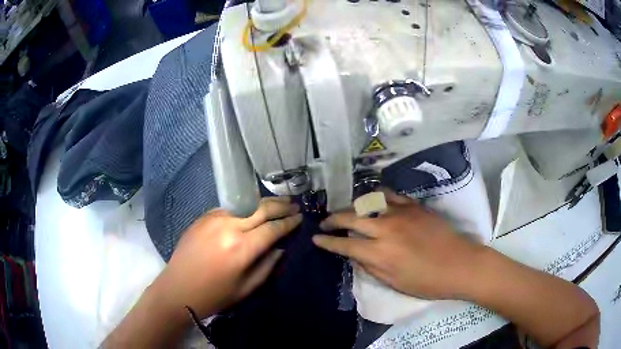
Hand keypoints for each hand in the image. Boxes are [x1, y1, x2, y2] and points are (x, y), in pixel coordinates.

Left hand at [156, 196, 301, 318]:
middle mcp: (229, 226)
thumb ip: (267, 265)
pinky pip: (230, 209)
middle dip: (281, 205)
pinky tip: (250, 212)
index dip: (289, 223)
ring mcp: (214, 218)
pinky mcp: (203, 217)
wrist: (178, 288)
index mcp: (241, 248)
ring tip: (278, 202)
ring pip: (246, 204)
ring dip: (264, 203)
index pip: (273, 228)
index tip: (300, 218)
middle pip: (261, 208)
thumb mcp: (246, 288)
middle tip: (294, 204)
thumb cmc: (214, 295)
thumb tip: (280, 247)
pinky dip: (244, 209)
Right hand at [312, 190, 483, 299]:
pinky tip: (373, 202)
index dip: (327, 242)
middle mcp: (386, 229)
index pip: (344, 244)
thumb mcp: (394, 282)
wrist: (460, 265)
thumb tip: (354, 254)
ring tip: (347, 212)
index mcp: (380, 253)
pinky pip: (390, 196)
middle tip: (325, 223)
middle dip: (333, 220)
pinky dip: (377, 198)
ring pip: (368, 202)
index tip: (316, 239)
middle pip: (351, 217)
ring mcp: (401, 214)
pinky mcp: (414, 206)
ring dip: (352, 206)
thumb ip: (370, 266)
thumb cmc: (427, 282)